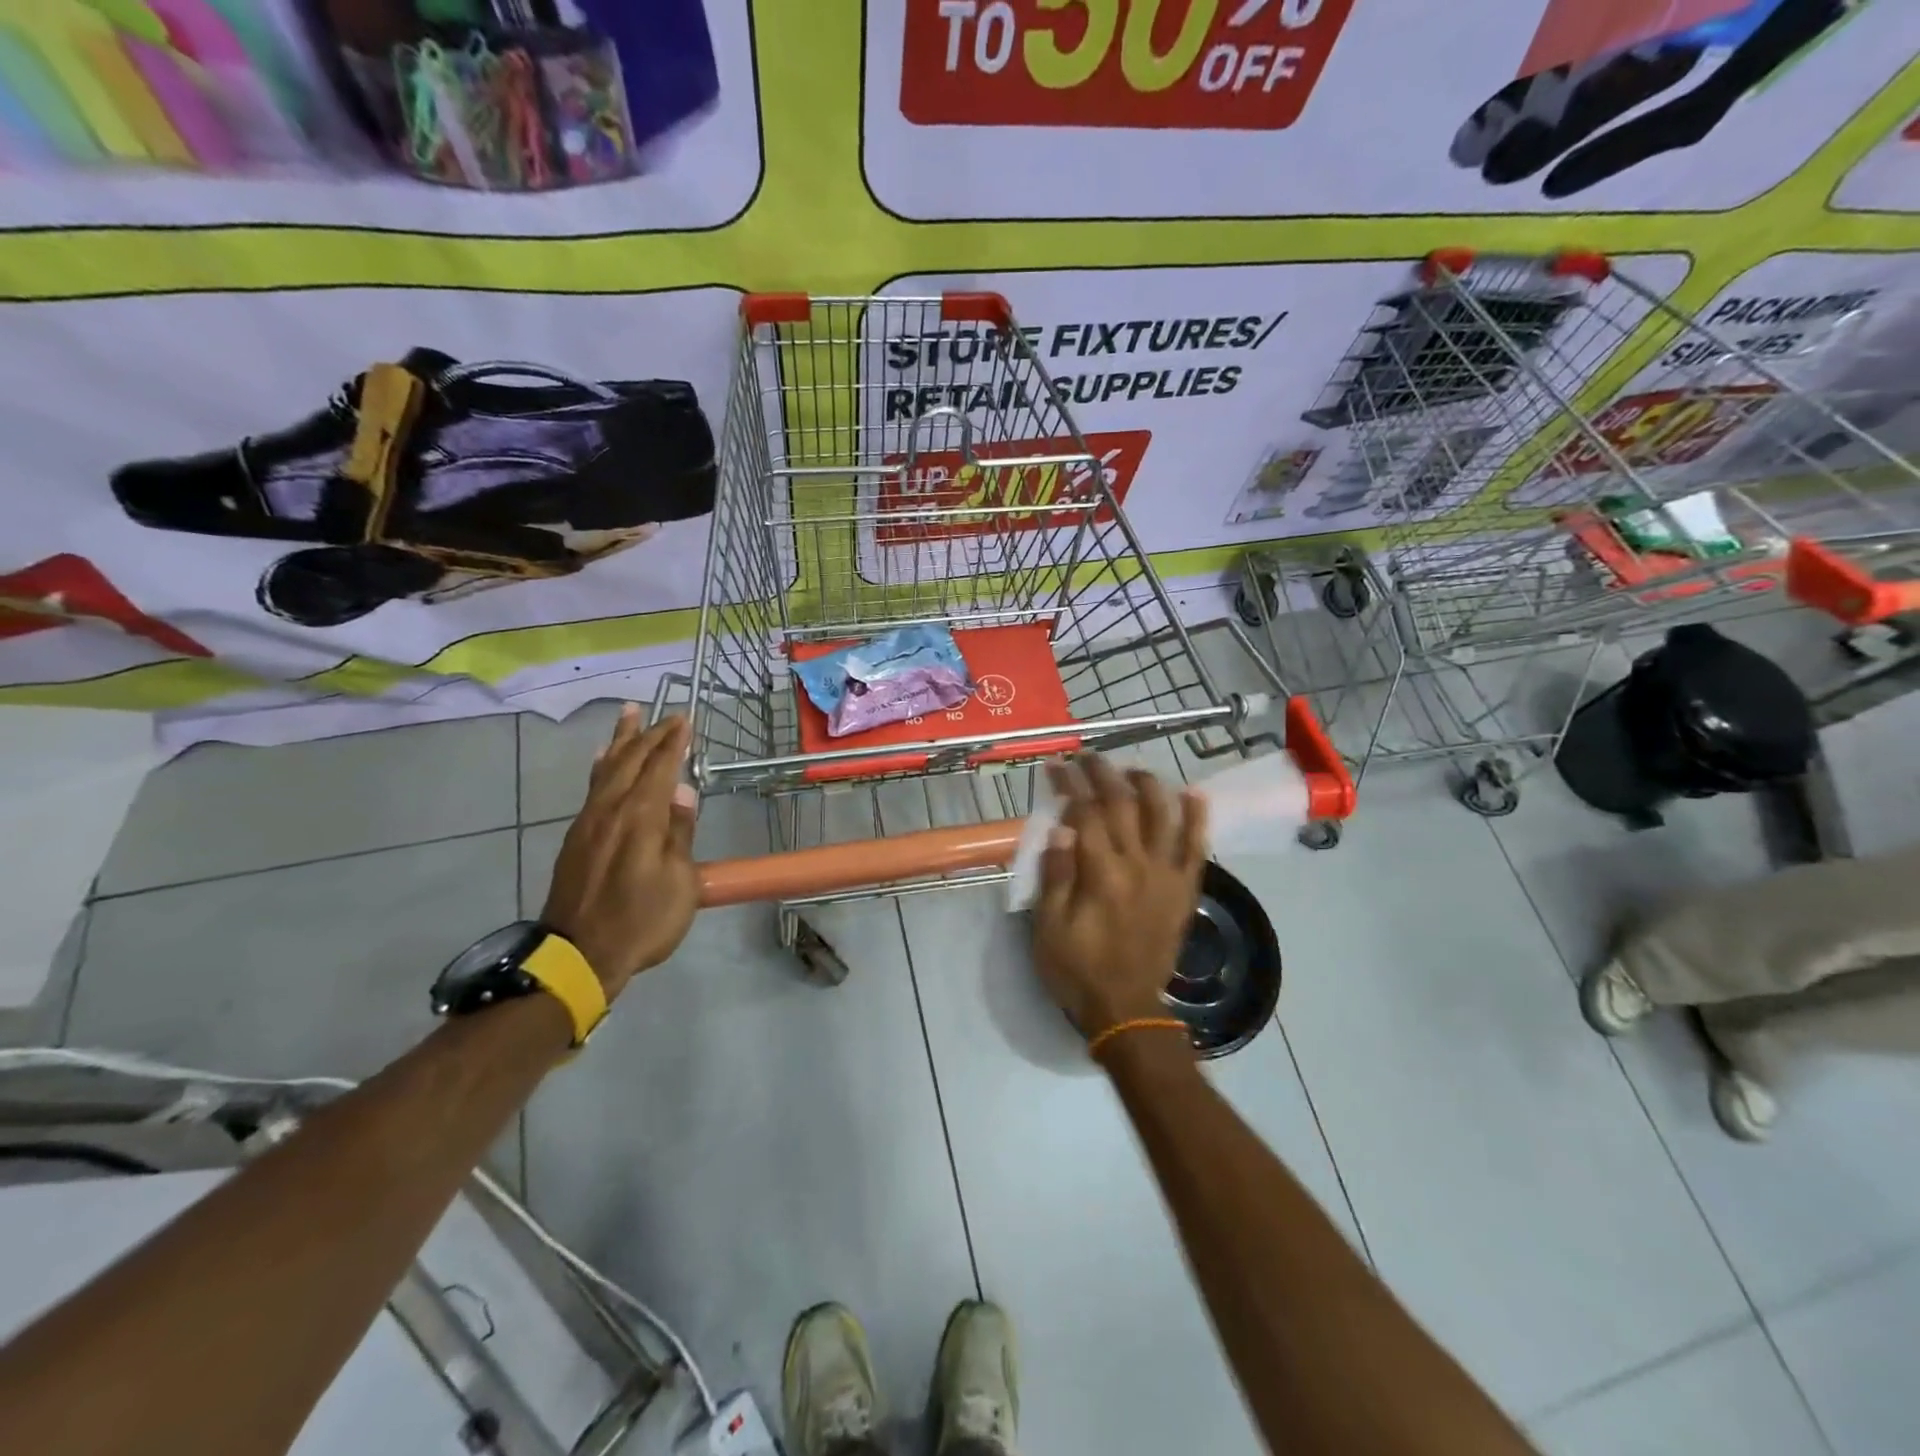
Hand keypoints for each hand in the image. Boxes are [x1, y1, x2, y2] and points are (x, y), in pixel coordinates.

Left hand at [542, 707, 698, 998]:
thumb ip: (680, 832)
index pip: (659, 768)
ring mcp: (588, 822)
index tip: (685, 720)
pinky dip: (602, 766)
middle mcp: (611, 810)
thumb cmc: (641, 920)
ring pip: (607, 769)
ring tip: (628, 715)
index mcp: (640, 817)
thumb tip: (683, 789)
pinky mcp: (576, 838)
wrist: (579, 955)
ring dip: (621, 741)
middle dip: (649, 734)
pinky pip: (592, 787)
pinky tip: (603, 761)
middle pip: (629, 761)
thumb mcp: (679, 881)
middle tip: (665, 714)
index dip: (673, 743)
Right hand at [1031, 754, 1208, 1040]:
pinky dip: (1197, 819)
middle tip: (1088, 757)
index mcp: (1101, 873)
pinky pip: (1197, 848)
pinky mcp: (1185, 890)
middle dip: (1103, 774)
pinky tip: (1194, 794)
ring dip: (1148, 785)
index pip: (1084, 813)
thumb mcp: (1048, 927)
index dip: (1070, 785)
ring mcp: (1166, 875)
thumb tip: (1061, 827)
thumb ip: (1056, 875)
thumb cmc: (1078, 968)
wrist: (1126, 1008)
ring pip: (1163, 816)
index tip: (1057, 766)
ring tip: (1132, 769)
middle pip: (1122, 804)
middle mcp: (1138, 865)